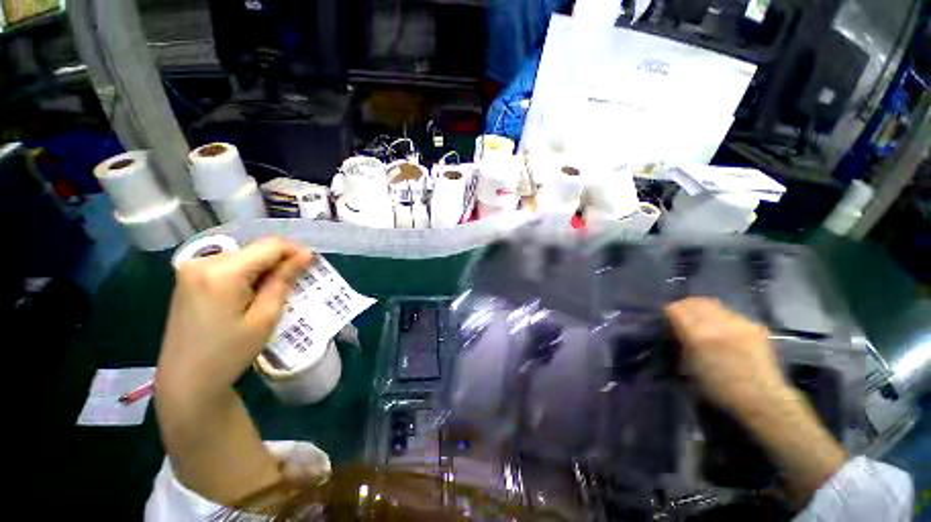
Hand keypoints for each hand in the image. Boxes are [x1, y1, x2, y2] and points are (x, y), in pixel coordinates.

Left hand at [157, 237, 312, 403]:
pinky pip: (229, 265)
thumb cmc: (229, 352)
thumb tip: (306, 255)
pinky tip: (251, 294)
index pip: (270, 245)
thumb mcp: (265, 317)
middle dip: (280, 262)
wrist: (185, 379)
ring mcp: (192, 268)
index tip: (311, 266)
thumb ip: (284, 280)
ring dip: (264, 269)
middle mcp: (203, 261)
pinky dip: (248, 274)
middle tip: (295, 284)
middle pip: (256, 249)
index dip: (295, 251)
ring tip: (273, 293)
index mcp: (222, 272)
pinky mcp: (189, 277)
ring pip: (244, 256)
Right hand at [664, 297, 788, 415]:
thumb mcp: (688, 368)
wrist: (762, 400)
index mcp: (698, 335)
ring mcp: (739, 322)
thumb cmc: (718, 389)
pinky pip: (731, 313)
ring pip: (713, 303)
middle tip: (681, 318)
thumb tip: (673, 332)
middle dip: (684, 307)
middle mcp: (718, 323)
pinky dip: (721, 317)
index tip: (666, 322)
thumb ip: (680, 344)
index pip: (675, 308)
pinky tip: (724, 331)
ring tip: (702, 322)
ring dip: (703, 310)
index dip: (668, 313)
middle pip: (693, 302)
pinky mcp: (755, 325)